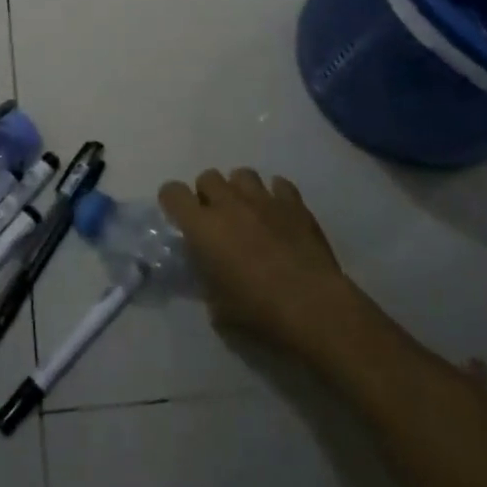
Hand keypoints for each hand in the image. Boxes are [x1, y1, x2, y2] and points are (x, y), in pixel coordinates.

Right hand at [159, 169, 356, 354]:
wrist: (314, 308)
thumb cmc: (259, 312)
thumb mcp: (218, 307)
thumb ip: (208, 280)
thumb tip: (211, 274)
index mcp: (202, 226)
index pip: (172, 192)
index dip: (172, 202)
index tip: (180, 218)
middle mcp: (229, 203)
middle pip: (207, 177)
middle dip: (208, 195)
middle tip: (218, 220)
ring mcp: (263, 199)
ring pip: (242, 174)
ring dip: (239, 190)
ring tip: (248, 213)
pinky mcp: (295, 204)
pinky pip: (279, 185)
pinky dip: (275, 196)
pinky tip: (279, 215)